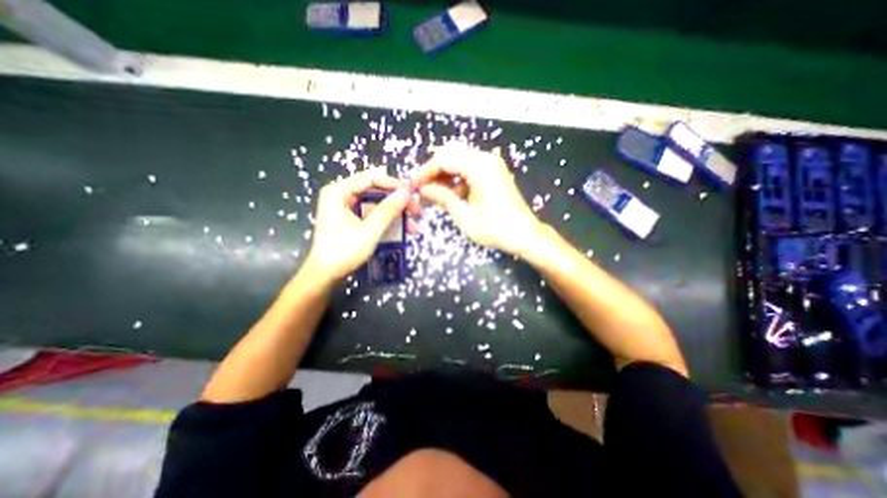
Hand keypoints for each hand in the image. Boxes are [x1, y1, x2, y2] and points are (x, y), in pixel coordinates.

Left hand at [306, 168, 419, 285]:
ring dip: (396, 213)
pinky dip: (388, 220)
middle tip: (416, 211)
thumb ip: (388, 210)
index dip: (394, 185)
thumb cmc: (343, 252)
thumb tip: (407, 192)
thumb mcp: (369, 231)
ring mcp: (347, 207)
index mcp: (339, 191)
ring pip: (378, 203)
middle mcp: (342, 194)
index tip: (412, 194)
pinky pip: (373, 213)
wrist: (325, 275)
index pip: (371, 178)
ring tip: (413, 226)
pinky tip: (403, 229)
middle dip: (398, 202)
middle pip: (376, 190)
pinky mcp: (352, 218)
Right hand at [412, 141, 543, 254]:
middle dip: (434, 170)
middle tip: (422, 188)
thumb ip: (442, 197)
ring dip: (445, 174)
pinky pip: (470, 168)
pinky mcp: (494, 172)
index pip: (444, 160)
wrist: (524, 235)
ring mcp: (492, 165)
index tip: (414, 185)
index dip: (425, 172)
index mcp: (479, 167)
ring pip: (460, 160)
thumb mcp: (464, 215)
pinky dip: (458, 178)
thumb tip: (422, 189)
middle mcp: (486, 159)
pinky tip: (451, 194)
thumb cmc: (495, 229)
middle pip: (451, 154)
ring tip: (433, 193)